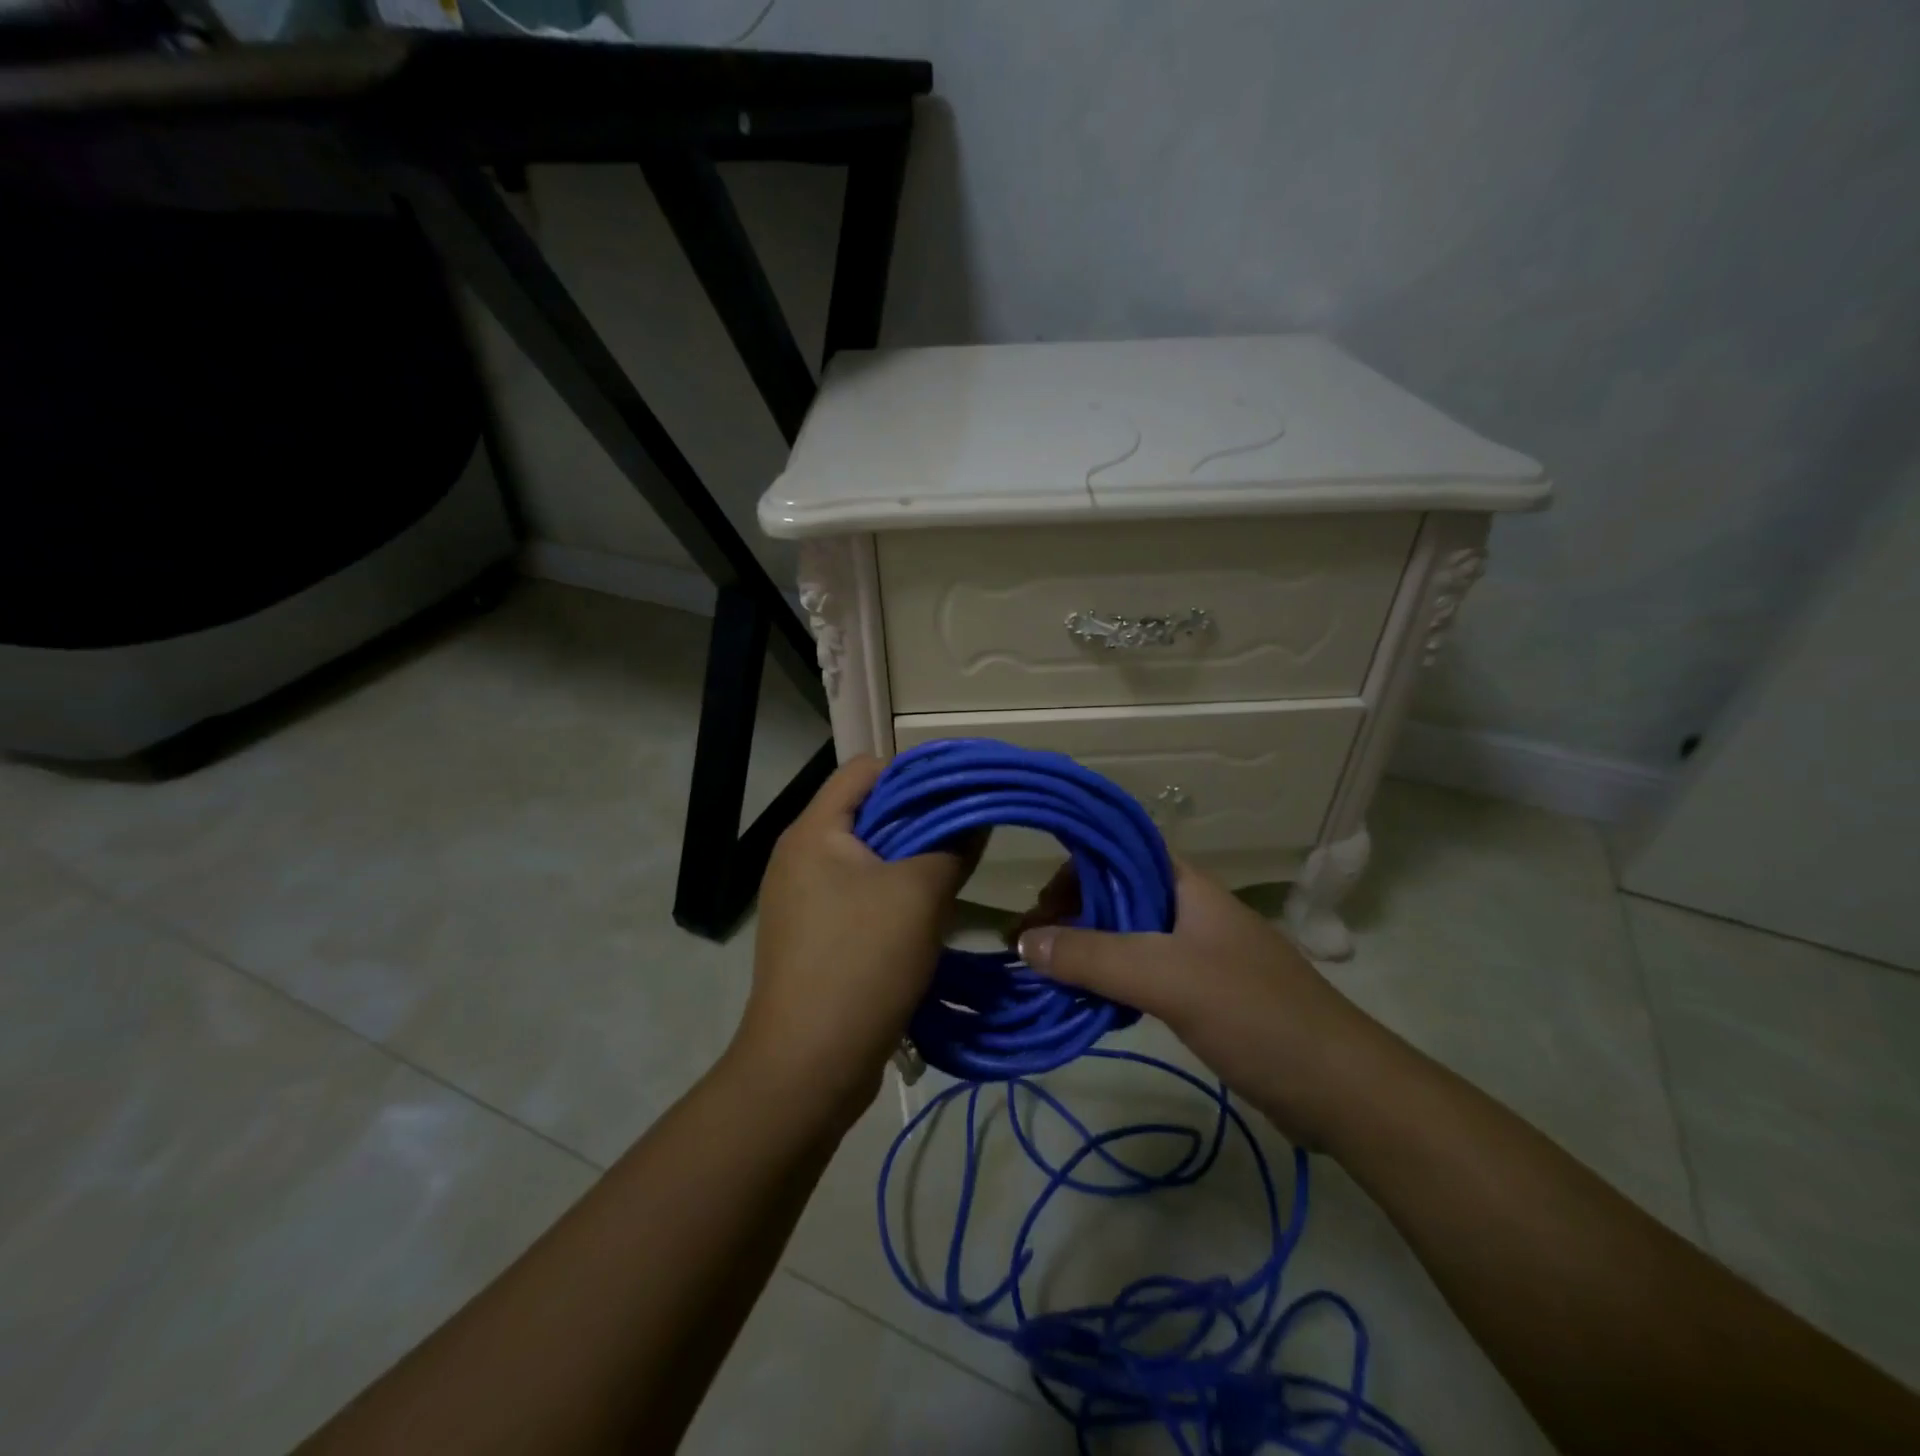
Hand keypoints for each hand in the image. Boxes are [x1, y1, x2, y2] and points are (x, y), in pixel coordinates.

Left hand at [732, 755, 975, 1124]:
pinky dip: (895, 895)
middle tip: (968, 833)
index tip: (961, 792)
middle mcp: (801, 856)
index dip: (915, 772)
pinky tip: (929, 914)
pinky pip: (860, 896)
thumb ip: (952, 847)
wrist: (806, 1067)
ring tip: (955, 872)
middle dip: (920, 819)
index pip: (864, 769)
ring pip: (868, 858)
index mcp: (814, 831)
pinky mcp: (815, 936)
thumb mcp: (918, 896)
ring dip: (911, 861)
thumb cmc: (860, 963)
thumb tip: (976, 819)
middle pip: (867, 812)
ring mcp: (803, 899)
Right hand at [1013, 859, 1373, 1144]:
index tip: (1037, 906)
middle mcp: (1188, 908)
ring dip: (1086, 949)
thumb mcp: (1166, 978)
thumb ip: (1093, 956)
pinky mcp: (1201, 992)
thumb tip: (1023, 942)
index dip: (1074, 866)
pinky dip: (1109, 981)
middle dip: (1070, 914)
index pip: (1118, 849)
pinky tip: (1089, 1003)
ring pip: (1126, 935)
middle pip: (1116, 893)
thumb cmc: (1255, 1014)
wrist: (1340, 1088)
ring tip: (1048, 977)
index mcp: (1185, 884)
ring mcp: (1197, 951)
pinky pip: (1141, 972)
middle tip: (1031, 951)